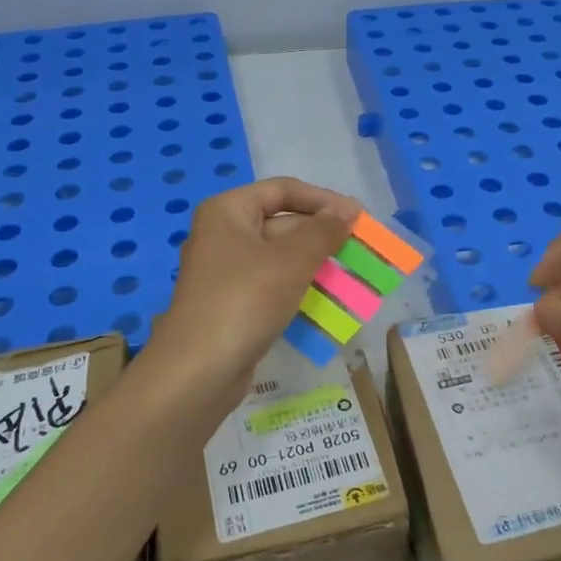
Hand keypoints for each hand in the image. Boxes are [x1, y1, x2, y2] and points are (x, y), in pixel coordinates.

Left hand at [149, 177, 360, 394]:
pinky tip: (328, 302)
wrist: (199, 371)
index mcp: (228, 211)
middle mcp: (224, 235)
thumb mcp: (291, 260)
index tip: (358, 217)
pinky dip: (300, 288)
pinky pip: (273, 285)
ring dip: (317, 264)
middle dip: (322, 236)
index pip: (283, 189)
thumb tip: (346, 213)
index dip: (324, 200)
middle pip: (282, 222)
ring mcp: (227, 272)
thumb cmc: (244, 301)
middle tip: (361, 250)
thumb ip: (323, 232)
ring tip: (353, 277)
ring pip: (281, 257)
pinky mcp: (234, 303)